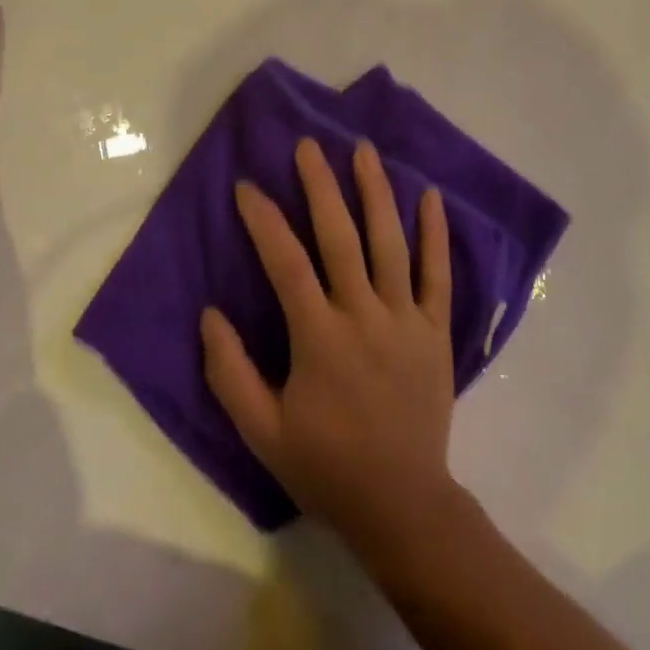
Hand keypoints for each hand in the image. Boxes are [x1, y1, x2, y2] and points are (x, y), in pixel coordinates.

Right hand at [203, 137, 457, 550]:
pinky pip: (438, 274)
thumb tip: (210, 313)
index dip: (264, 220)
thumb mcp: (261, 431)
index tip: (247, 186)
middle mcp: (363, 315)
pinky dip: (435, 234)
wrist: (401, 504)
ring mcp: (405, 320)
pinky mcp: (436, 331)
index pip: (286, 262)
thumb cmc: (326, 466)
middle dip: (321, 186)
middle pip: (340, 237)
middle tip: (309, 145)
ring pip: (390, 243)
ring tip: (364, 150)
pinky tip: (429, 196)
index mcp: (319, 337)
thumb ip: (230, 372)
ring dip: (375, 192)